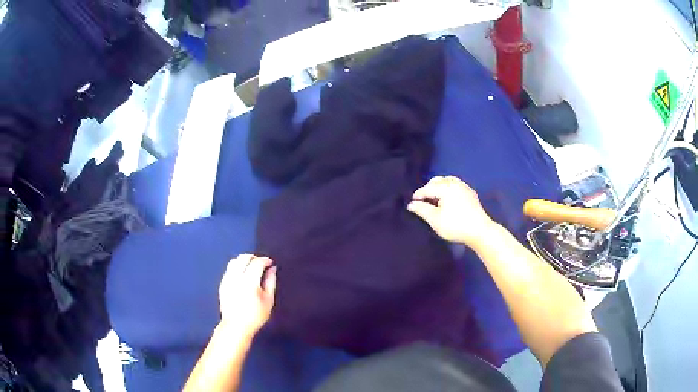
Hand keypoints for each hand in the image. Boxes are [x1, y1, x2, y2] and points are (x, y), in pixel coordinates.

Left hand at [218, 254, 276, 336]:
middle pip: (243, 258)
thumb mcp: (268, 300)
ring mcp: (227, 280)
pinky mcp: (222, 284)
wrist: (236, 326)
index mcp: (249, 281)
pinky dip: (236, 267)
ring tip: (251, 267)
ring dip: (244, 261)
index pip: (257, 262)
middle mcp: (236, 277)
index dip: (265, 260)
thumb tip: (272, 269)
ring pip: (234, 261)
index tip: (270, 263)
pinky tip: (242, 275)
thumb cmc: (255, 315)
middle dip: (253, 257)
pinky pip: (229, 269)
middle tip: (261, 263)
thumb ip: (270, 282)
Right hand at [407, 176, 495, 247]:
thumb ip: (421, 210)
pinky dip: (448, 189)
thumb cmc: (455, 226)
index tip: (412, 204)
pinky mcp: (470, 193)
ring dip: (439, 187)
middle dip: (428, 189)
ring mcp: (464, 187)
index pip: (427, 188)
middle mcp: (455, 183)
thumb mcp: (435, 220)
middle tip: (423, 202)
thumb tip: (411, 204)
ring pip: (447, 181)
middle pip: (437, 180)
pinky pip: (455, 185)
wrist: (480, 231)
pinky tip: (447, 200)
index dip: (418, 196)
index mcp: (446, 187)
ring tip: (435, 199)